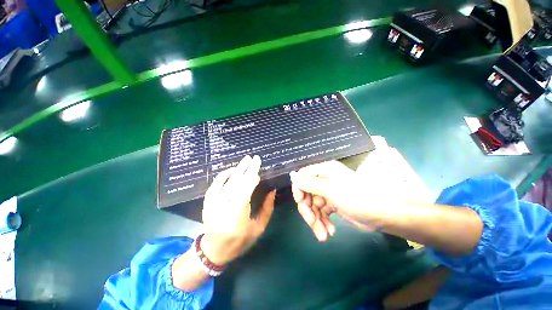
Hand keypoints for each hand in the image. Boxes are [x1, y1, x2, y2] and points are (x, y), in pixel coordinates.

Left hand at [201, 155, 274, 264]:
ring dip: (237, 170)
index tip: (258, 170)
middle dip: (246, 170)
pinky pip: (215, 186)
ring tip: (246, 160)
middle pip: (236, 185)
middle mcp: (223, 210)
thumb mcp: (258, 228)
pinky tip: (232, 169)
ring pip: (226, 183)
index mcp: (237, 219)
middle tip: (254, 158)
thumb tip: (272, 190)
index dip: (251, 180)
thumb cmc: (240, 242)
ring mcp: (212, 206)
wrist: (214, 251)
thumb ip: (267, 209)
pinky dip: (223, 176)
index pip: (244, 194)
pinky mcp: (207, 203)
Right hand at [290, 161, 380, 241]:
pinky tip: (330, 231)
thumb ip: (309, 183)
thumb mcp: (330, 189)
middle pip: (307, 194)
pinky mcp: (333, 204)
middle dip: (308, 210)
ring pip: (313, 206)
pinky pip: (321, 212)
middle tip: (312, 224)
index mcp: (324, 171)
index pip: (303, 176)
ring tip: (323, 235)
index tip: (301, 202)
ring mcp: (329, 193)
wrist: (384, 214)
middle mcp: (325, 180)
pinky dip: (323, 222)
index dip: (299, 189)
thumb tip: (292, 175)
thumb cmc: (357, 197)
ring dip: (316, 220)